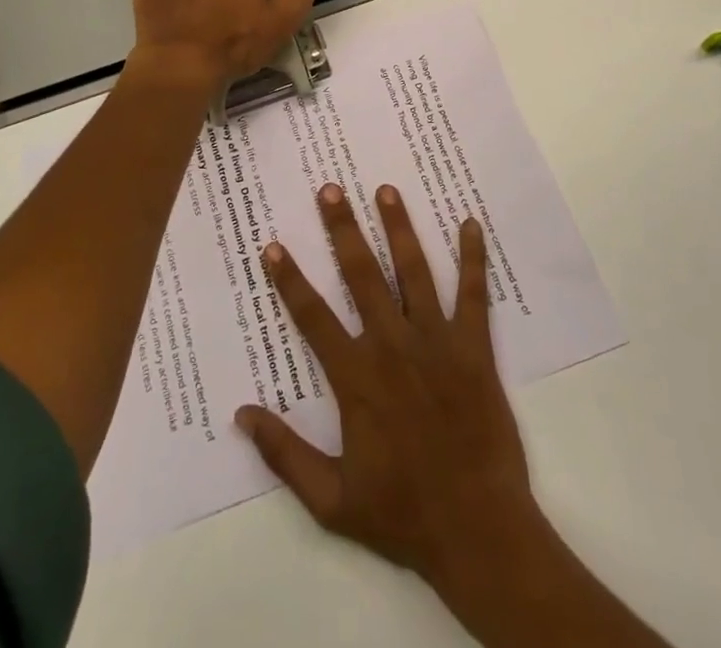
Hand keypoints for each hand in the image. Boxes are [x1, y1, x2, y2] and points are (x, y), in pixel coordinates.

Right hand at [236, 183, 544, 597]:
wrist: (478, 531)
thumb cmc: (402, 514)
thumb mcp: (330, 500)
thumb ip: (284, 453)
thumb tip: (242, 414)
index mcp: (357, 378)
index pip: (313, 317)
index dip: (290, 280)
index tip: (273, 245)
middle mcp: (393, 346)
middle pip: (362, 275)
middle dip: (343, 229)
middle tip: (331, 189)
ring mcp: (436, 342)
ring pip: (413, 271)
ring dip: (398, 228)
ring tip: (386, 190)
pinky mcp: (474, 347)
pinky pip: (473, 294)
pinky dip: (473, 258)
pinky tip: (470, 223)